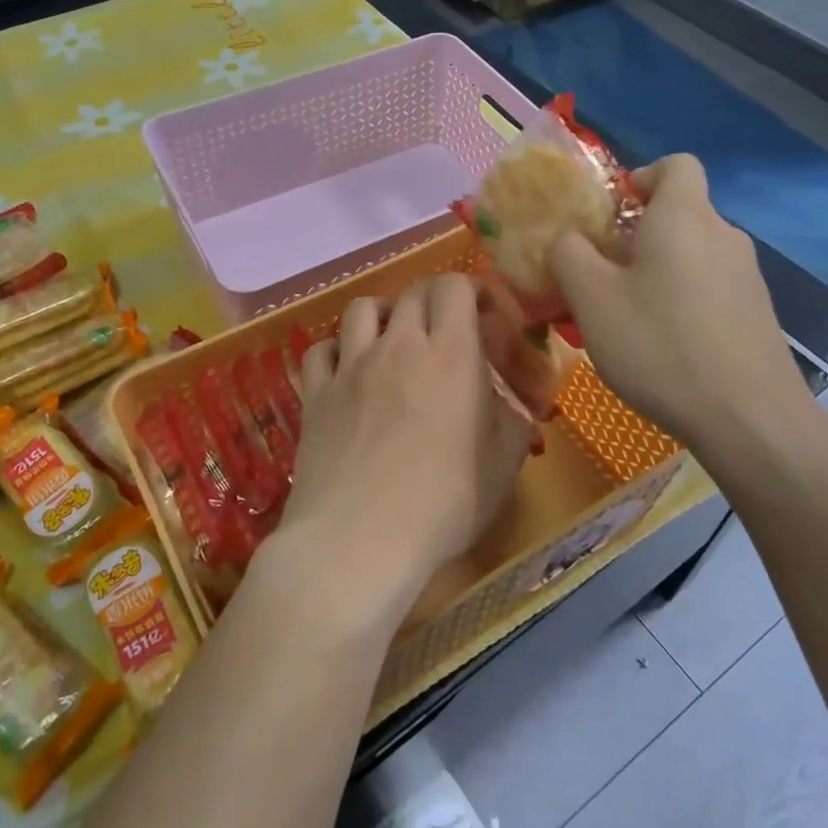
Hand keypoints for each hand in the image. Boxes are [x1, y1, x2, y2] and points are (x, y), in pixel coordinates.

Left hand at [271, 275, 535, 633]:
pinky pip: (321, 349)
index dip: (472, 290)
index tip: (486, 316)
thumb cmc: (444, 505)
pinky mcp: (314, 393)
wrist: (359, 540)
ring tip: (394, 339)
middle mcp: (398, 345)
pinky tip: (347, 370)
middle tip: (447, 331)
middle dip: (434, 301)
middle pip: (413, 293)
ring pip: (362, 308)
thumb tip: (510, 407)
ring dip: (384, 314)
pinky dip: (337, 349)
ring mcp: (350, 366)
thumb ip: (512, 424)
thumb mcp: (502, 467)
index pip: (455, 287)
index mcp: (450, 355)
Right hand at [548, 154, 809, 447]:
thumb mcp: (592, 299)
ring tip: (627, 317)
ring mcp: (747, 275)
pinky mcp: (757, 312)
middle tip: (601, 276)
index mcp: (684, 217)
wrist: (748, 418)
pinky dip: (682, 299)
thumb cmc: (660, 345)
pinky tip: (664, 344)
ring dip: (657, 271)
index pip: (675, 164)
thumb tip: (566, 238)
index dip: (640, 177)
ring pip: (692, 254)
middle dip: (635, 235)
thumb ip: (568, 254)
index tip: (610, 214)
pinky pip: (709, 287)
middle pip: (679, 213)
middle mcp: (723, 235)